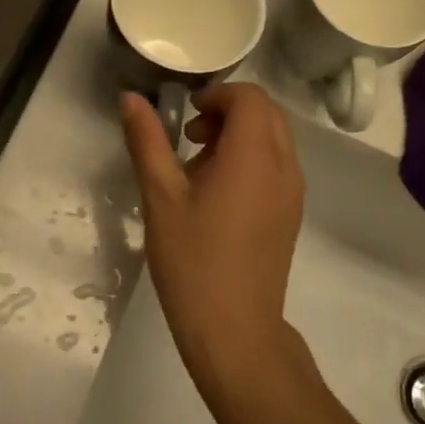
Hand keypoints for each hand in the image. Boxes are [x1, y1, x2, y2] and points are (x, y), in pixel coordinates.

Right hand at [119, 83, 305, 398]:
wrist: (235, 329)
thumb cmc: (192, 259)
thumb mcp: (161, 196)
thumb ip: (147, 140)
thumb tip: (130, 97)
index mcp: (255, 154)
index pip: (250, 97)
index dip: (218, 94)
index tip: (186, 115)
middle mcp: (284, 166)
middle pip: (266, 114)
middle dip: (228, 112)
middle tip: (189, 137)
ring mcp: (293, 192)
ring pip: (274, 139)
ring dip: (239, 136)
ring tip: (198, 169)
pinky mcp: (291, 214)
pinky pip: (277, 166)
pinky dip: (251, 160)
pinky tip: (218, 195)